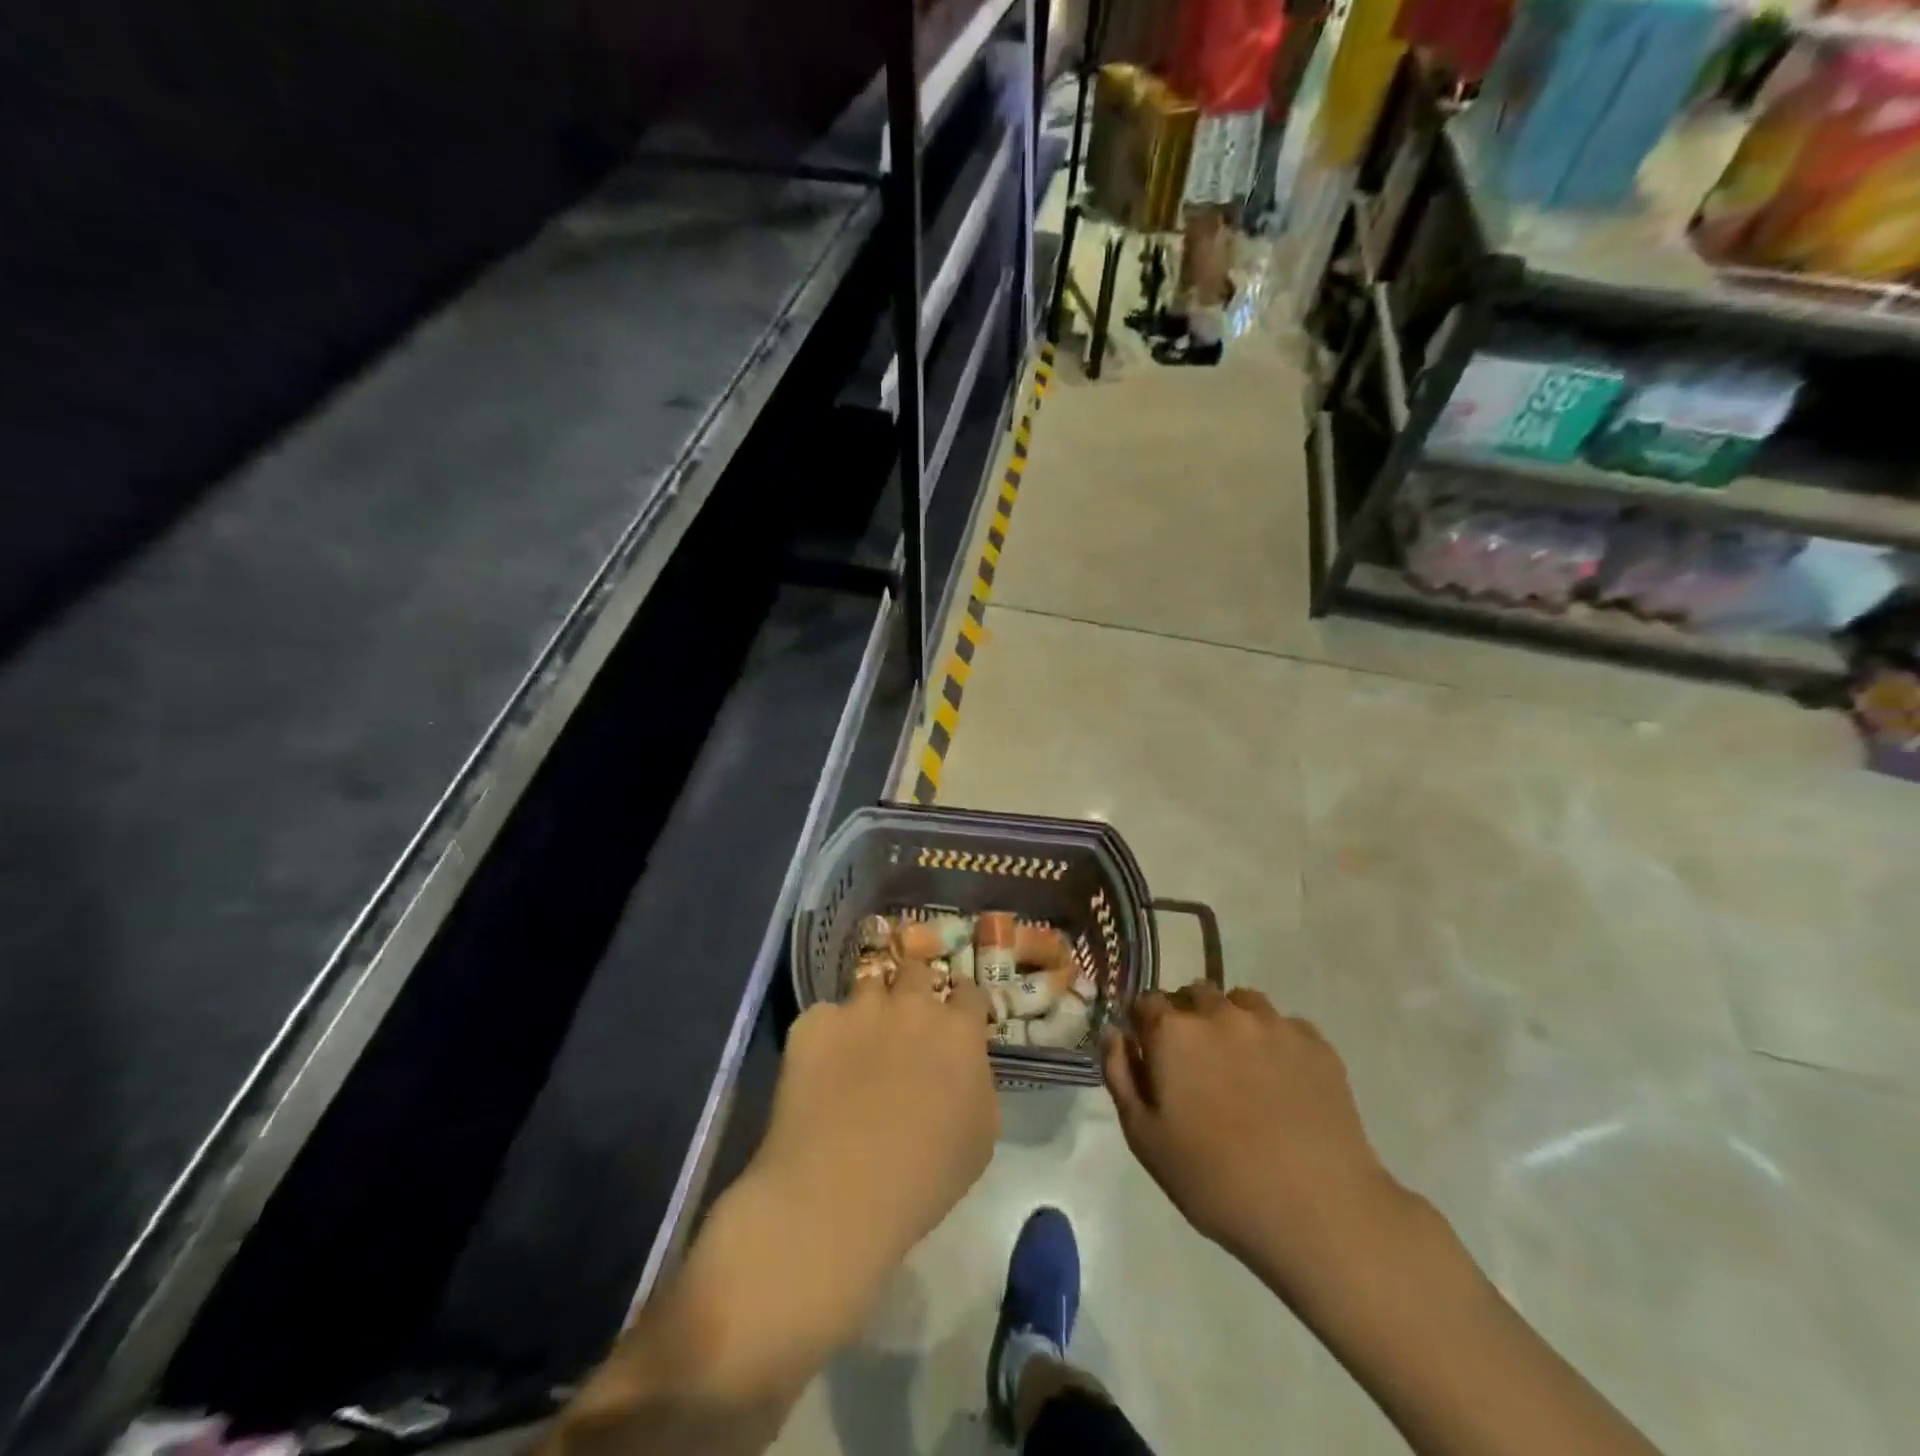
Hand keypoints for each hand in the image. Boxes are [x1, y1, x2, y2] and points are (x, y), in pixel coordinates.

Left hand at [749, 958, 998, 1317]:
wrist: (838, 1193)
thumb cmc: (925, 1177)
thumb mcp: (980, 1136)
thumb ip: (976, 1083)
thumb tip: (962, 1066)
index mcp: (959, 1031)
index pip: (969, 991)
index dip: (962, 1002)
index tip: (955, 1016)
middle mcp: (911, 1005)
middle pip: (916, 970)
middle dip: (914, 988)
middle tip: (906, 1019)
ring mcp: (859, 1008)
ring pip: (868, 983)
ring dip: (870, 1004)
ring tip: (860, 1039)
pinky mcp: (812, 1023)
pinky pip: (824, 1015)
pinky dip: (826, 1035)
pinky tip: (819, 1070)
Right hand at [1103, 983, 1409, 1299]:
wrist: (1317, 1211)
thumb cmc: (1215, 1181)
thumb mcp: (1144, 1138)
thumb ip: (1120, 1074)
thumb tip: (1114, 1032)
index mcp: (1173, 1031)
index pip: (1145, 1002)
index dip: (1144, 1026)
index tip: (1151, 1054)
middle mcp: (1220, 1012)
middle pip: (1193, 994)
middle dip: (1187, 1018)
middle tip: (1196, 1065)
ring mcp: (1271, 1023)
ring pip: (1240, 1002)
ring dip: (1230, 1021)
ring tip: (1239, 1067)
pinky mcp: (1315, 1042)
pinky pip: (1282, 1025)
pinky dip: (1273, 1041)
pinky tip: (1280, 1082)